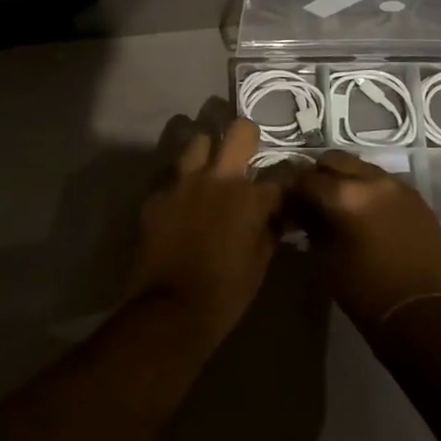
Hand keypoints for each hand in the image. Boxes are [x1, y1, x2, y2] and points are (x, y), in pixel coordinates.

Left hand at [127, 119, 282, 347]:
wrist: (170, 309)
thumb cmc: (225, 292)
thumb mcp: (260, 262)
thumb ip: (270, 229)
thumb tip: (277, 214)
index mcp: (249, 197)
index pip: (278, 176)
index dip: (284, 181)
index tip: (283, 188)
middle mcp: (217, 178)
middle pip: (238, 131)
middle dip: (246, 136)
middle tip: (244, 151)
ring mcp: (182, 182)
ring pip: (197, 142)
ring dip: (207, 152)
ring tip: (208, 171)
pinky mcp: (156, 195)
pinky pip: (172, 179)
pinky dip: (181, 187)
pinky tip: (181, 205)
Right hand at [288, 150, 440, 329]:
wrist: (420, 314)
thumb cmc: (364, 290)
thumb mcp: (325, 257)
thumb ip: (311, 224)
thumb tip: (302, 209)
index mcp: (345, 195)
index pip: (307, 178)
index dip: (293, 189)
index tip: (289, 201)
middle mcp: (373, 181)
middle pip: (336, 160)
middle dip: (321, 174)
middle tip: (314, 197)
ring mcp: (400, 188)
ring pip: (364, 168)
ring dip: (348, 180)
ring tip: (343, 204)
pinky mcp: (418, 200)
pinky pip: (387, 185)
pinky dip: (372, 192)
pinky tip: (369, 215)